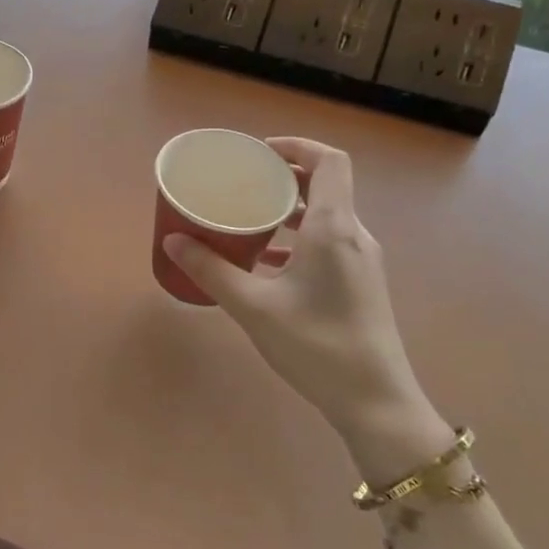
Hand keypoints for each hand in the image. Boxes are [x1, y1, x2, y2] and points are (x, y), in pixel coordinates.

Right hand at [163, 138, 451, 477]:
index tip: (260, 153)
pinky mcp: (361, 284)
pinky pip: (328, 243)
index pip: (330, 161)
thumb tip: (172, 241)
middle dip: (286, 177)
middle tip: (244, 182)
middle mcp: (354, 235)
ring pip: (327, 216)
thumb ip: (211, 271)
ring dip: (290, 209)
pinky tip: (265, 262)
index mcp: (334, 228)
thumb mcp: (254, 307)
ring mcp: (361, 261)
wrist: (376, 402)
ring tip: (248, 217)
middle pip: (327, 185)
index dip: (297, 146)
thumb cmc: (316, 346)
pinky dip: (298, 238)